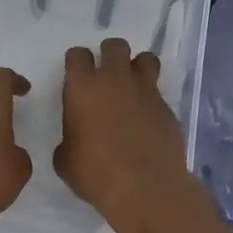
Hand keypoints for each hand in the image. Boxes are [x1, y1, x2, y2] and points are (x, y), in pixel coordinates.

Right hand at [56, 39, 217, 232]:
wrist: (144, 187)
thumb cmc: (95, 173)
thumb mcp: (65, 160)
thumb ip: (68, 139)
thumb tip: (76, 138)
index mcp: (83, 87)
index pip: (77, 55)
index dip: (77, 63)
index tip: (77, 77)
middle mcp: (115, 79)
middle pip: (114, 45)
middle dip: (109, 55)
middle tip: (106, 76)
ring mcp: (145, 90)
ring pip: (145, 58)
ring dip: (137, 67)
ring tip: (132, 87)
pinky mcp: (166, 107)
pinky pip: (158, 91)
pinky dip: (151, 99)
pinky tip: (147, 119)